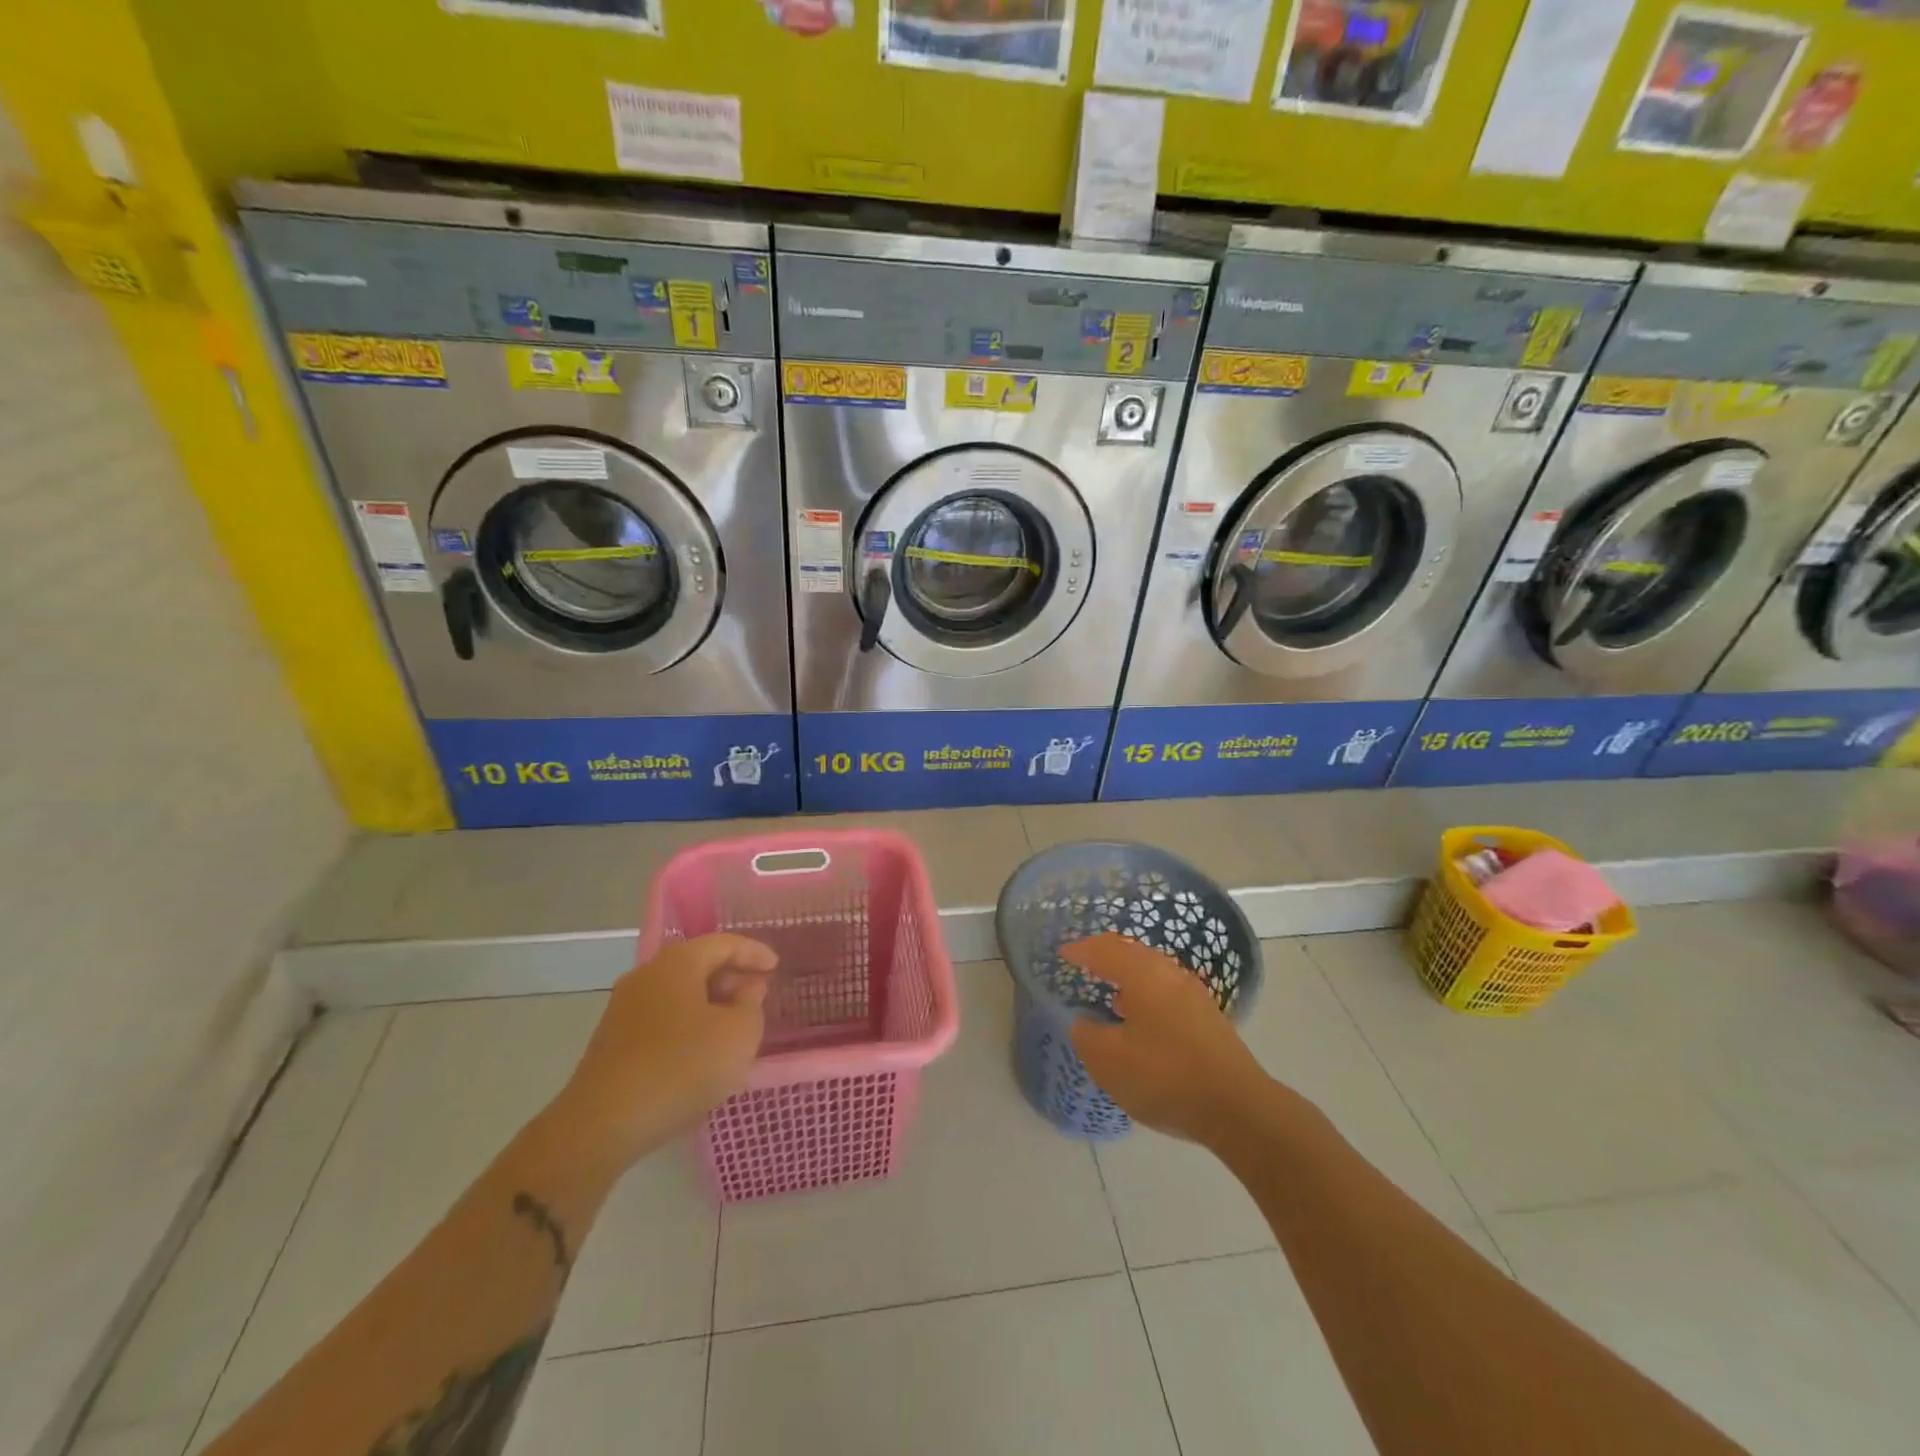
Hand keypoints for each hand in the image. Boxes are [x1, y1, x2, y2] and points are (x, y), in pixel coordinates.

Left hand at [551, 934, 777, 1166]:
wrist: (603, 1125)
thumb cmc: (681, 1068)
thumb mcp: (739, 1034)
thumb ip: (751, 1004)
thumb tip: (745, 990)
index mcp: (677, 963)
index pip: (723, 943)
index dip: (754, 953)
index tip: (776, 967)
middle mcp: (646, 976)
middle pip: (697, 965)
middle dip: (731, 978)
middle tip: (757, 996)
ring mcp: (624, 1009)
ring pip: (679, 994)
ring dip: (709, 1004)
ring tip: (733, 1027)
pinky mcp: (613, 1042)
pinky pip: (662, 1019)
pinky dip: (688, 1025)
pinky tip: (701, 1053)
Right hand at [1065, 934, 1270, 1144]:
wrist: (1237, 1107)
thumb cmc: (1165, 1076)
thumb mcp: (1109, 1060)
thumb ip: (1087, 1036)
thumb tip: (1084, 1022)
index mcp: (1143, 974)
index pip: (1105, 950)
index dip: (1081, 950)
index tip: (1063, 953)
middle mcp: (1169, 974)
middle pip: (1132, 953)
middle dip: (1107, 954)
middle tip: (1085, 961)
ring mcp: (1193, 995)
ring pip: (1153, 972)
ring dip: (1128, 975)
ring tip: (1109, 990)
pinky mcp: (1207, 1018)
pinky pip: (1166, 991)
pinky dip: (1145, 994)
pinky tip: (1139, 1018)